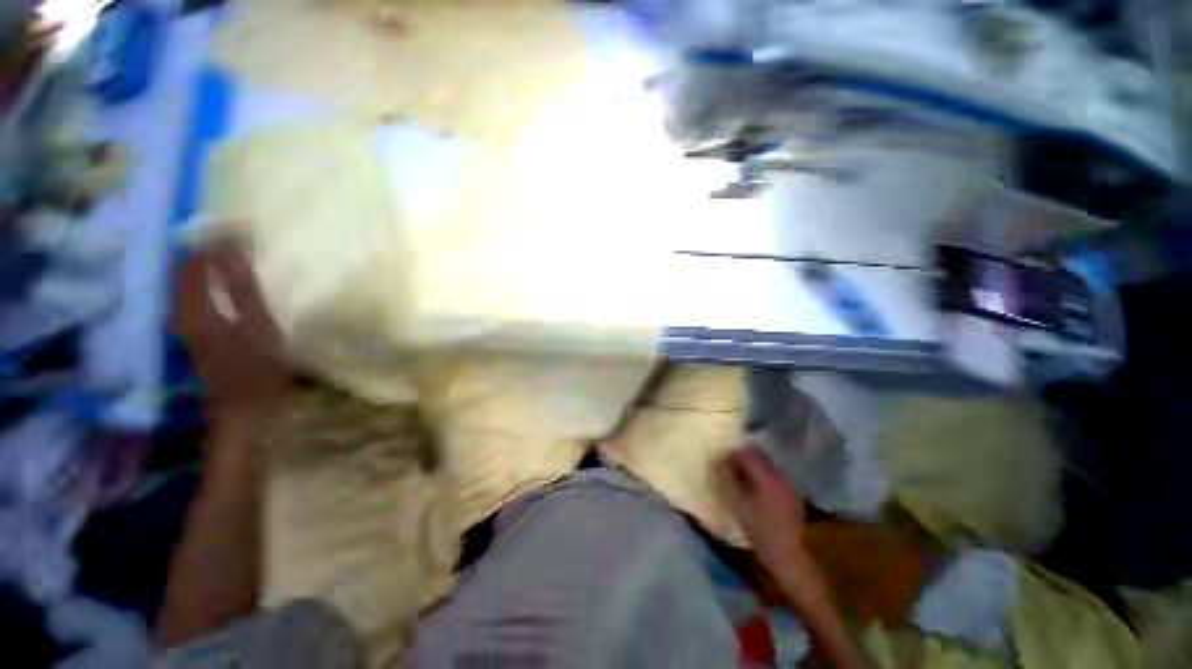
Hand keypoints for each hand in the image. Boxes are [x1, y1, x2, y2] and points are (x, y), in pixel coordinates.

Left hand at [172, 240, 290, 421]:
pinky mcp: (193, 330)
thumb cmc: (258, 370)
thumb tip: (235, 250)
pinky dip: (210, 280)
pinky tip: (230, 279)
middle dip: (210, 248)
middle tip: (241, 237)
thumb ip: (245, 289)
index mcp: (194, 308)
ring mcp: (184, 322)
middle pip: (186, 268)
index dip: (215, 241)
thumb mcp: (259, 328)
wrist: (244, 410)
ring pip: (189, 280)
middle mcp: (180, 310)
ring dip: (210, 263)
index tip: (242, 228)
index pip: (195, 261)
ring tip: (238, 253)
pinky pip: (195, 294)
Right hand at [717, 447, 806, 564]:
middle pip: (757, 456)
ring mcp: (788, 484)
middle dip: (741, 459)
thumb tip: (717, 461)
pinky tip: (755, 492)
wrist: (788, 554)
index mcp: (767, 475)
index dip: (730, 454)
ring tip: (739, 480)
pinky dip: (761, 478)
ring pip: (765, 466)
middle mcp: (780, 475)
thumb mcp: (737, 503)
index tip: (719, 462)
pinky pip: (772, 477)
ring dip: (751, 468)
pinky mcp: (792, 494)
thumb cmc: (759, 528)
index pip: (746, 453)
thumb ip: (726, 478)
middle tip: (727, 469)